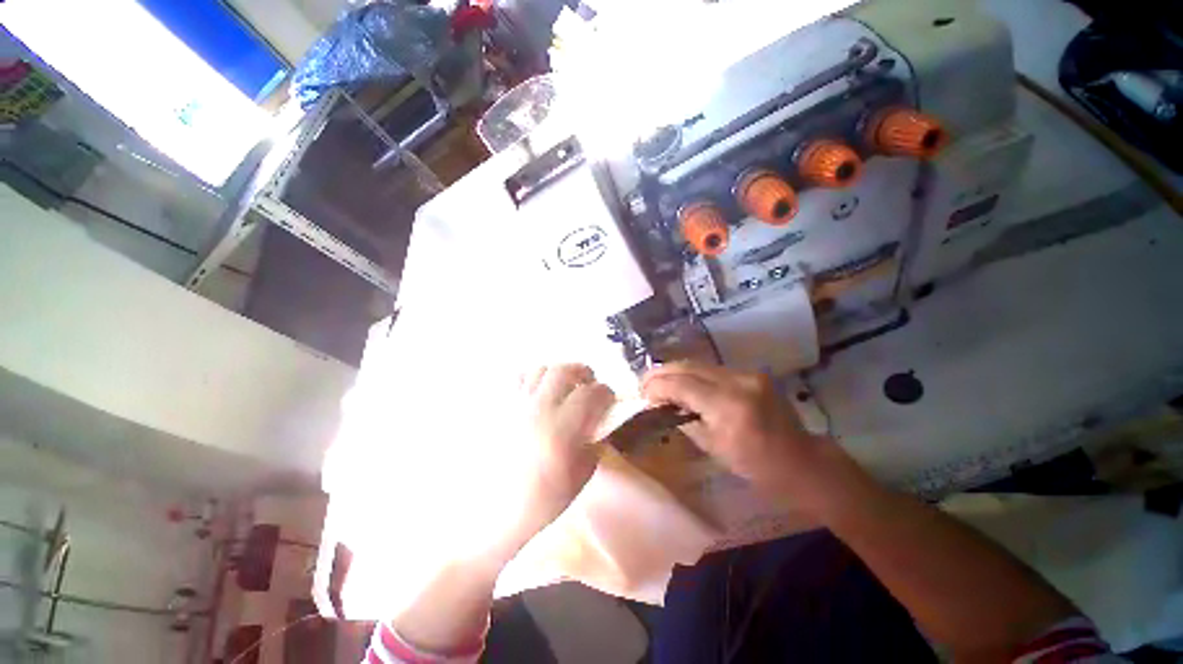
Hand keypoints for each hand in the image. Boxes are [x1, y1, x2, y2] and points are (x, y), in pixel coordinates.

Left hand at [513, 364, 614, 541]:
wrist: (495, 514)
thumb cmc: (542, 500)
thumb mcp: (579, 476)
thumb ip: (594, 444)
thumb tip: (599, 424)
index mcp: (561, 429)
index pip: (590, 394)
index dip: (605, 392)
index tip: (609, 398)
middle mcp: (538, 410)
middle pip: (563, 371)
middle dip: (582, 372)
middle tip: (588, 382)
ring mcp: (516, 407)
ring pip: (540, 370)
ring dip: (557, 373)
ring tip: (563, 386)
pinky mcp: (501, 410)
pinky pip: (517, 380)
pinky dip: (532, 378)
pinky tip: (538, 393)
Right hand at [641, 362, 821, 487]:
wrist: (801, 460)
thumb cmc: (756, 466)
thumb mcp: (713, 447)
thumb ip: (685, 420)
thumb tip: (662, 405)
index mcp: (728, 406)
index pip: (682, 384)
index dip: (657, 386)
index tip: (641, 393)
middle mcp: (738, 381)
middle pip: (689, 366)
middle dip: (662, 372)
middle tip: (644, 382)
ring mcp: (747, 373)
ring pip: (699, 364)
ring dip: (676, 371)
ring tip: (659, 381)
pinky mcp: (752, 372)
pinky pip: (713, 369)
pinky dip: (694, 374)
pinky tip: (684, 383)